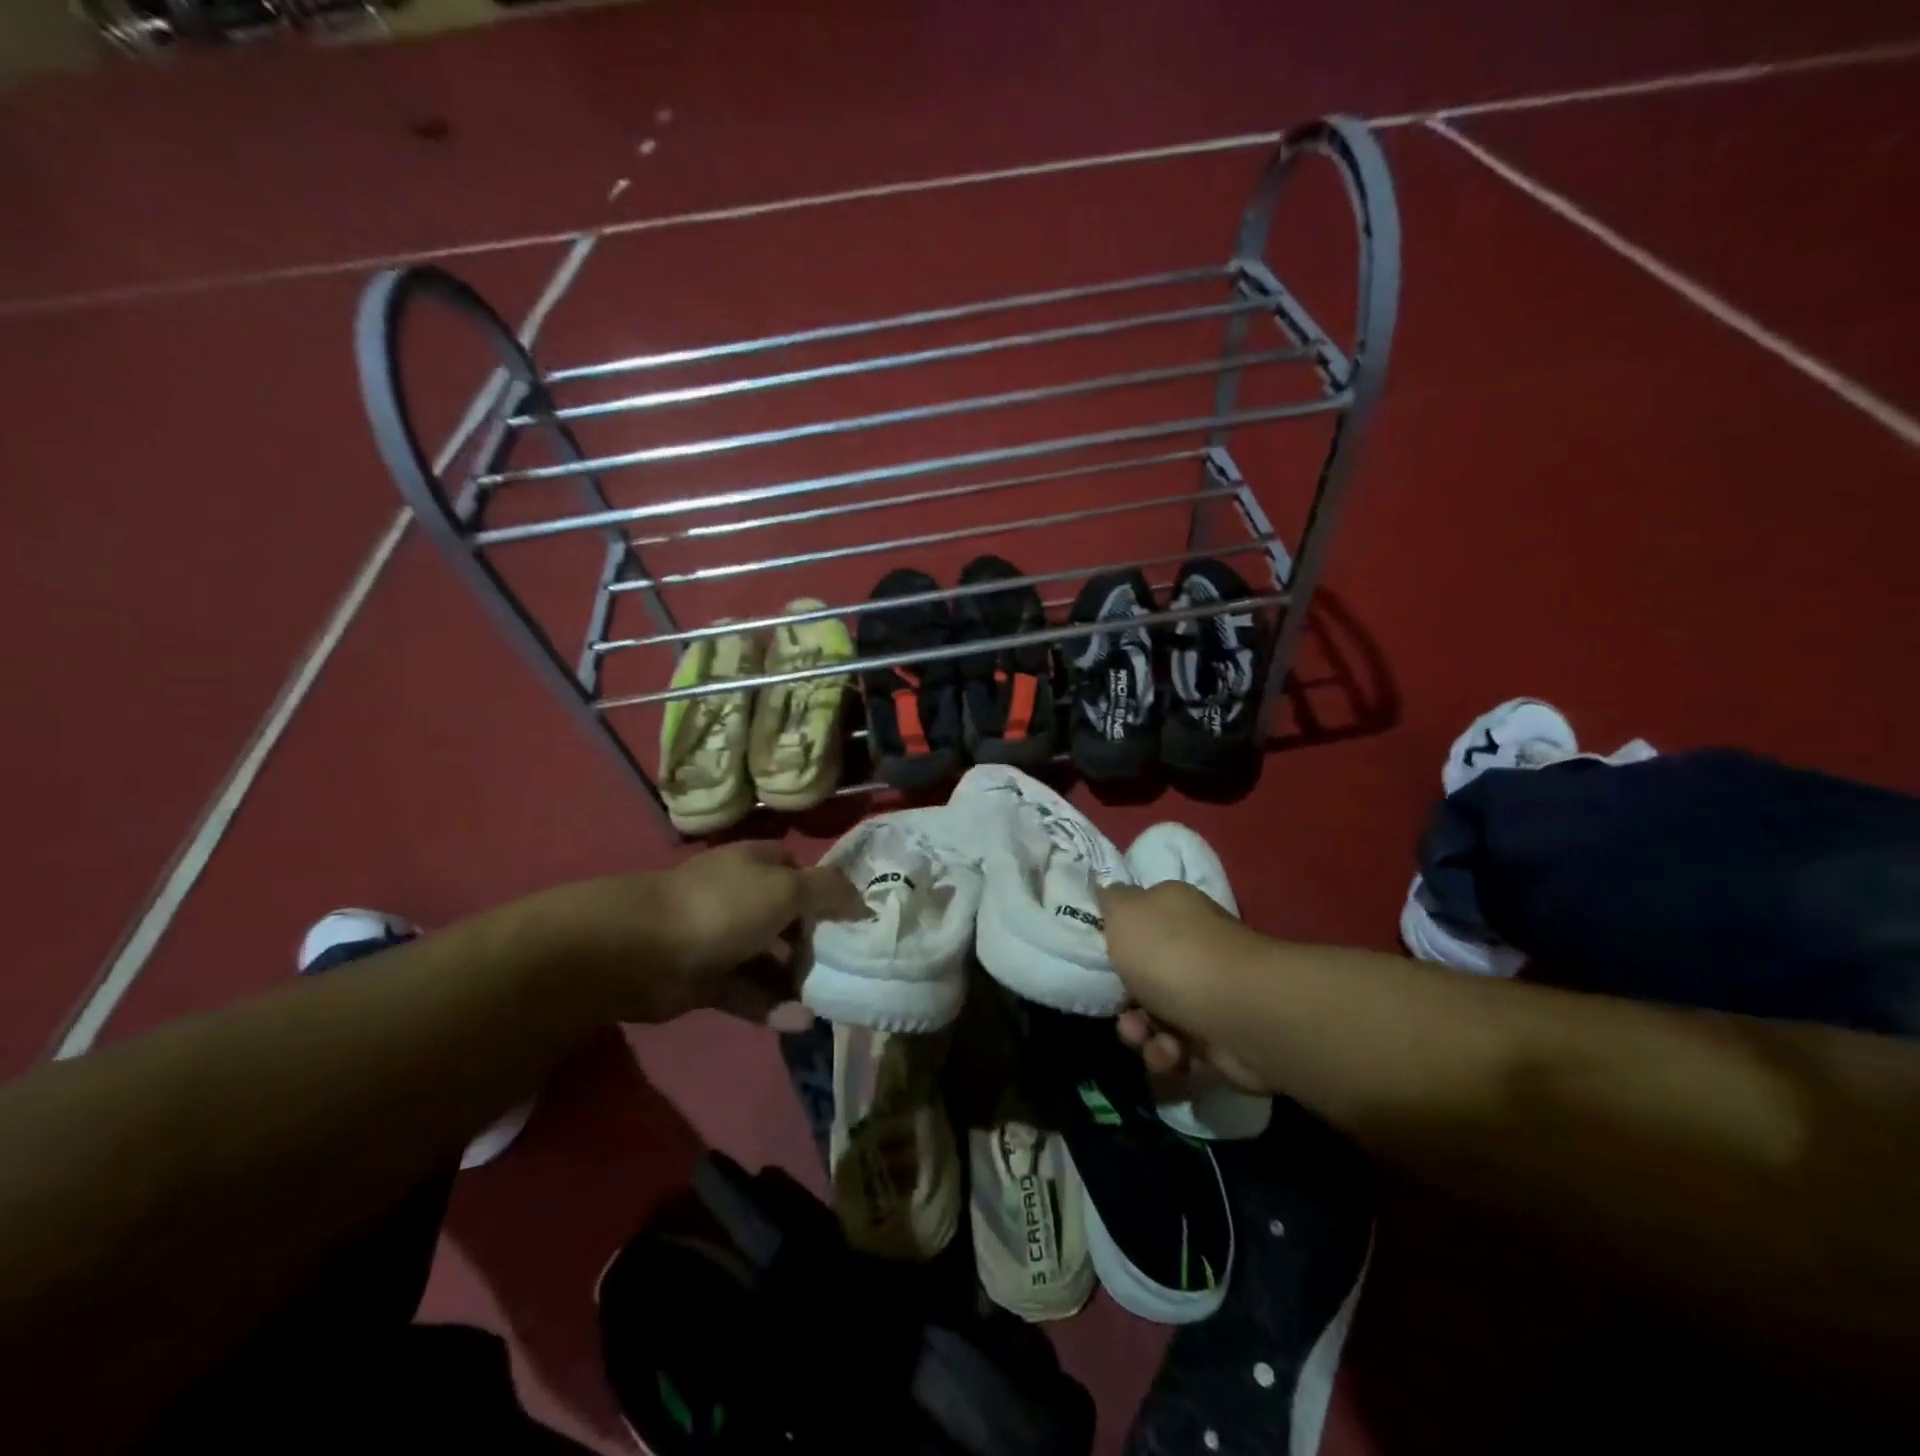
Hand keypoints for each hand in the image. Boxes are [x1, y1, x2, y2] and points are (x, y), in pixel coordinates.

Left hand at [517, 844, 847, 1023]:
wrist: (641, 950)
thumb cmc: (723, 906)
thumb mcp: (787, 888)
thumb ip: (829, 891)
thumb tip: (862, 899)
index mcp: (758, 863)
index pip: (800, 869)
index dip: (827, 888)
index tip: (857, 916)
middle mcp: (742, 895)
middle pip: (788, 916)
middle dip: (817, 938)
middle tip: (849, 963)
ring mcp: (723, 938)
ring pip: (770, 958)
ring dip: (797, 978)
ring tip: (830, 999)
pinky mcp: (708, 979)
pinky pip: (749, 991)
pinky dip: (772, 1006)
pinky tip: (799, 1022)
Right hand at [1099, 880, 1262, 1090]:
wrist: (1239, 1013)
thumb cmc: (1172, 954)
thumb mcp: (1124, 912)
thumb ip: (1110, 900)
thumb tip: (1108, 892)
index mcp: (1172, 909)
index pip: (1137, 918)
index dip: (1114, 939)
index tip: (1097, 958)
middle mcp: (1193, 946)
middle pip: (1141, 974)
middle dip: (1123, 999)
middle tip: (1120, 1008)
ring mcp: (1208, 992)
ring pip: (1154, 1016)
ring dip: (1141, 1033)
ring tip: (1145, 1038)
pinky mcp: (1219, 1036)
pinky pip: (1178, 1049)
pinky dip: (1168, 1055)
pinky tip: (1172, 1054)